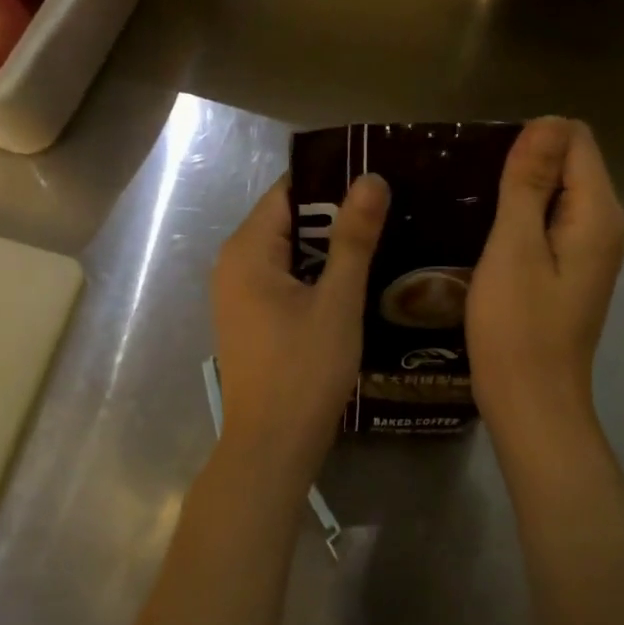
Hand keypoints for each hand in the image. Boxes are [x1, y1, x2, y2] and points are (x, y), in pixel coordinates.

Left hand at [212, 172, 388, 471]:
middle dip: (335, 215)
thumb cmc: (304, 370)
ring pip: (289, 252)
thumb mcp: (337, 301)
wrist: (271, 446)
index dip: (332, 181)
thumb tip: (371, 178)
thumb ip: (354, 238)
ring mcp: (238, 294)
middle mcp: (233, 264)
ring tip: (383, 238)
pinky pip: (283, 279)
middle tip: (391, 210)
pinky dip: (316, 274)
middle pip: (287, 220)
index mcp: (247, 250)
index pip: (288, 191)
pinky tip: (355, 279)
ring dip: (329, 247)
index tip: (378, 179)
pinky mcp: (250, 318)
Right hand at [468, 118, 623, 436]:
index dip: (530, 141)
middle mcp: (606, 226)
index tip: (487, 169)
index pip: (574, 139)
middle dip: (523, 166)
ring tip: (472, 211)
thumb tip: (547, 121)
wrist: (531, 401)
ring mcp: (591, 252)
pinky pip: (551, 225)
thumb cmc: (517, 326)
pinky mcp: (572, 272)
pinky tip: (487, 239)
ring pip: (557, 196)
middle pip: (569, 165)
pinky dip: (522, 222)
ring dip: (518, 195)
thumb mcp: (514, 247)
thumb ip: (530, 183)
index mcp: (597, 213)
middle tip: (471, 192)